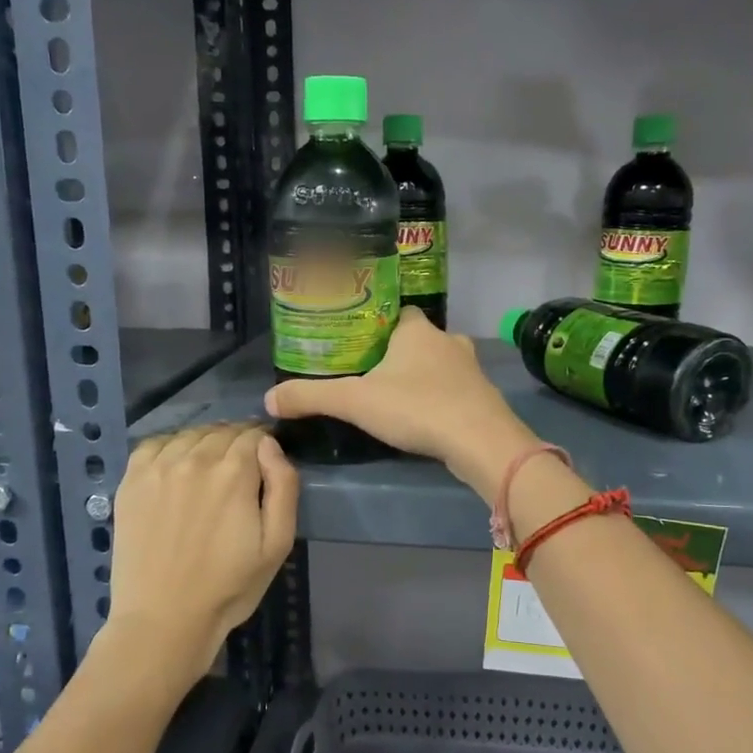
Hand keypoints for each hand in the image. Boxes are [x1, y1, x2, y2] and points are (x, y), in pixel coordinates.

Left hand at [103, 422, 298, 695]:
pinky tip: (177, 467)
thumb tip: (270, 445)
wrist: (163, 620)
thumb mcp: (277, 544)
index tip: (267, 462)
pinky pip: (155, 443)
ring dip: (206, 443)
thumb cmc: (228, 587)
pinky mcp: (131, 481)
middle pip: (223, 431)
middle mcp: (195, 459)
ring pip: (191, 434)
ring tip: (210, 469)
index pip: (255, 435)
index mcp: (234, 472)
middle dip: (238, 443)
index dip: (266, 444)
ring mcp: (158, 467)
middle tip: (242, 471)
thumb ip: (283, 486)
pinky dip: (172, 446)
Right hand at [264, 307, 537, 495]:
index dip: (378, 323)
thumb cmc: (417, 407)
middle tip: (371, 372)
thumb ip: (312, 397)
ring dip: (422, 376)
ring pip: (439, 364)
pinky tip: (425, 416)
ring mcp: (470, 368)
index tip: (359, 340)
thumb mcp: (355, 401)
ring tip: (395, 396)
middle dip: (398, 353)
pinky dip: (440, 398)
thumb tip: (268, 398)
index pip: (398, 311)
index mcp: (417, 330)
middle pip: (418, 339)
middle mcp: (448, 340)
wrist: (480, 441)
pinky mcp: (483, 396)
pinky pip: (455, 389)